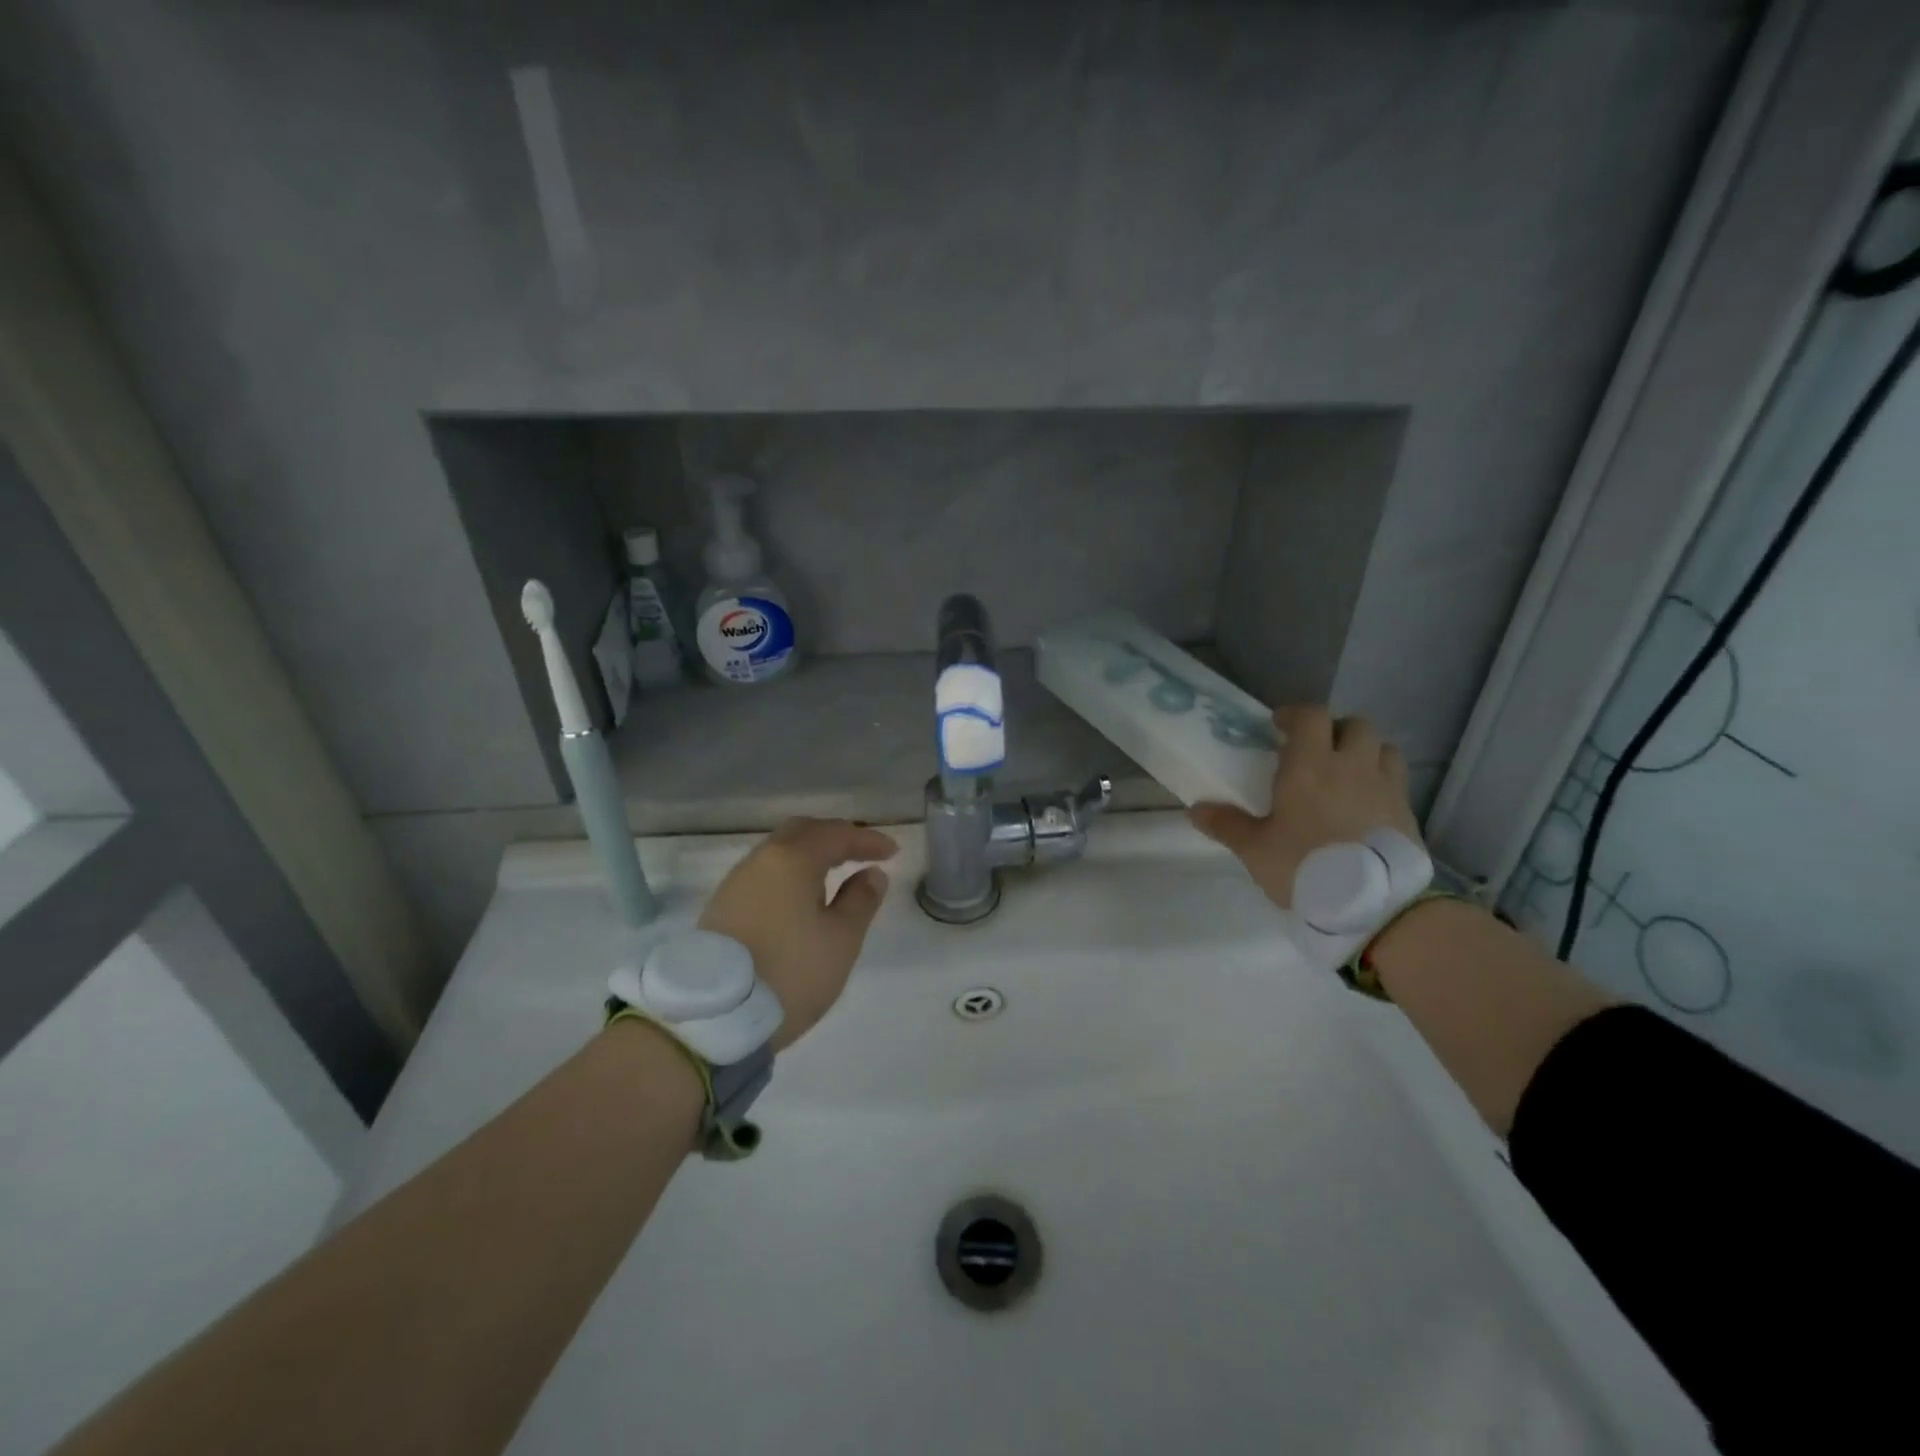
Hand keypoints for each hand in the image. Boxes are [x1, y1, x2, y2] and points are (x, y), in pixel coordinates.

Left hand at [698, 817, 896, 1050]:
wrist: (714, 1017)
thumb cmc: (790, 972)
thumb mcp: (841, 940)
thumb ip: (861, 901)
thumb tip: (871, 873)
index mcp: (792, 860)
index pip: (836, 835)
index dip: (867, 840)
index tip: (892, 852)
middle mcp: (760, 860)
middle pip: (802, 832)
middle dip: (835, 837)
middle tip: (861, 852)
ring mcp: (736, 883)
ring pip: (779, 851)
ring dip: (810, 855)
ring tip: (835, 876)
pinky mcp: (723, 907)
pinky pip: (765, 874)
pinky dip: (790, 874)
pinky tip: (801, 897)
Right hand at [1190, 705, 1420, 909]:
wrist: (1374, 905)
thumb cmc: (1305, 867)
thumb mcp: (1255, 850)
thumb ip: (1226, 825)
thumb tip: (1196, 809)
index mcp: (1311, 766)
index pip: (1311, 716)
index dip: (1295, 715)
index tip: (1279, 726)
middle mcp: (1352, 766)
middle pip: (1354, 725)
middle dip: (1334, 730)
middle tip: (1316, 751)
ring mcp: (1386, 787)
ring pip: (1382, 748)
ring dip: (1364, 752)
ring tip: (1346, 773)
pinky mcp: (1407, 812)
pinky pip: (1396, 780)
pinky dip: (1381, 781)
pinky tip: (1365, 805)